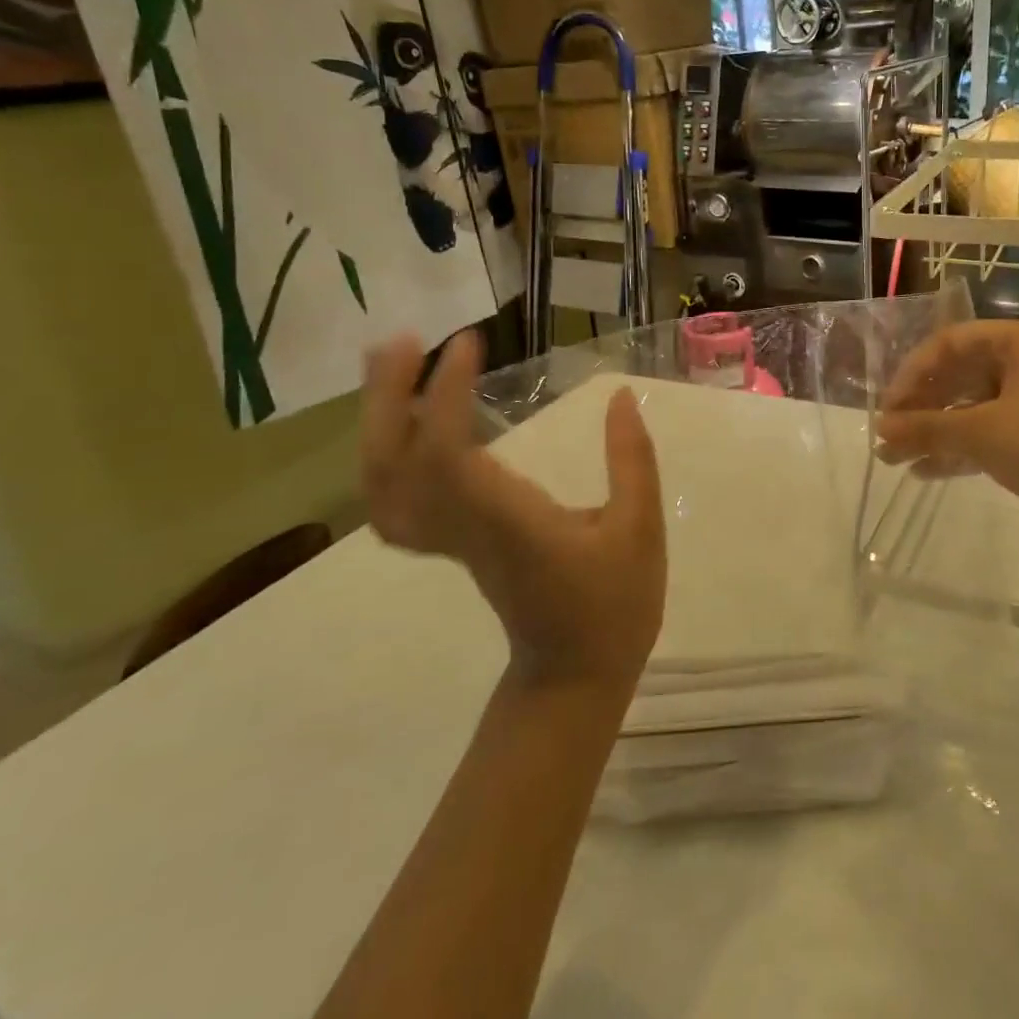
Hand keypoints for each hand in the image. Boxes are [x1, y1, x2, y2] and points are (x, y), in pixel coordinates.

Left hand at [361, 332, 665, 691]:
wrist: (572, 677)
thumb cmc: (612, 606)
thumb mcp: (640, 530)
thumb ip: (632, 461)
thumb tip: (620, 397)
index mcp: (508, 522)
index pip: (449, 454)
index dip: (446, 395)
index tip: (467, 343)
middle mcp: (463, 528)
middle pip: (393, 464)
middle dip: (387, 397)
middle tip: (403, 340)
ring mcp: (449, 541)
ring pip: (382, 483)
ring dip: (379, 419)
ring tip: (396, 363)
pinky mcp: (451, 545)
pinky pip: (395, 501)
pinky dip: (384, 458)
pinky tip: (404, 425)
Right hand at [874, 320, 1018, 559]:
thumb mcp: (981, 431)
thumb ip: (926, 427)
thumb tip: (880, 427)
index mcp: (1018, 342)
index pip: (948, 344)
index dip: (912, 373)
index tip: (888, 408)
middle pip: (959, 377)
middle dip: (920, 409)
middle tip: (887, 437)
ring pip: (972, 410)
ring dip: (934, 433)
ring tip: (895, 460)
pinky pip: (989, 436)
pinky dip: (959, 451)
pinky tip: (926, 472)